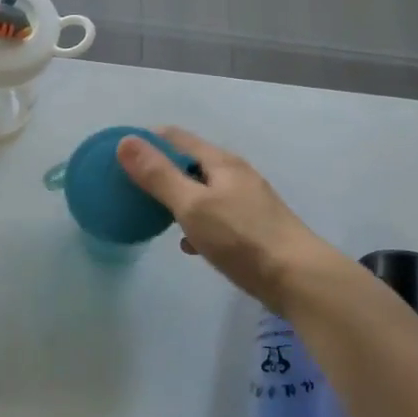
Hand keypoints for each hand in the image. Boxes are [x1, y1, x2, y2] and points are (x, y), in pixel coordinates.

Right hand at [116, 128, 335, 313]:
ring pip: (202, 191)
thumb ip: (158, 175)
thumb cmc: (241, 238)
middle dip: (160, 171)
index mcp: (220, 162)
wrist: (299, 279)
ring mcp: (246, 201)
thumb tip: (125, 141)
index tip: (118, 157)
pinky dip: (196, 223)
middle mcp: (235, 174)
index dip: (146, 141)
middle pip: (189, 163)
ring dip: (177, 198)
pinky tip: (188, 245)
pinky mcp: (252, 228)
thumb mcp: (192, 205)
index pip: (175, 137)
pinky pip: (215, 216)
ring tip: (152, 214)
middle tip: (130, 188)